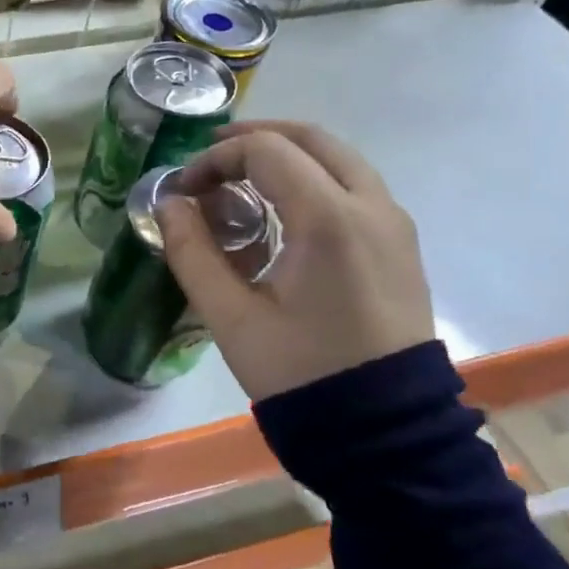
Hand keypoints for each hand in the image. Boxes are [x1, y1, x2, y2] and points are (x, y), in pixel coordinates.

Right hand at [155, 121, 433, 400]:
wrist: (383, 430)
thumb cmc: (300, 372)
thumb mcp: (230, 316)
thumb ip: (192, 251)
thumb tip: (168, 203)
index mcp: (329, 220)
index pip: (266, 151)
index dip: (215, 159)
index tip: (184, 190)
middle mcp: (371, 207)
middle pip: (312, 139)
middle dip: (254, 139)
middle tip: (210, 161)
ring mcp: (394, 224)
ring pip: (338, 159)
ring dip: (286, 157)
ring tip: (239, 184)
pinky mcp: (400, 245)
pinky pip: (354, 187)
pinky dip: (312, 179)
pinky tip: (280, 215)